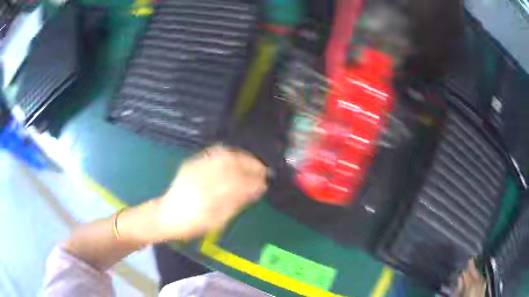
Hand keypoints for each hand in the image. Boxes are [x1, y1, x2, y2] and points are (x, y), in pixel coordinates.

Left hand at [153, 145, 266, 241]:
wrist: (166, 215)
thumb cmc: (193, 224)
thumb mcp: (217, 221)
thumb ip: (237, 203)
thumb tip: (256, 190)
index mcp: (209, 197)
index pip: (238, 183)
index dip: (254, 181)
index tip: (265, 183)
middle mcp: (202, 177)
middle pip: (232, 164)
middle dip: (252, 165)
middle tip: (263, 170)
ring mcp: (195, 167)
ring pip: (224, 155)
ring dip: (242, 157)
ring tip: (253, 163)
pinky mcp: (191, 163)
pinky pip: (213, 153)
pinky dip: (229, 153)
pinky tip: (237, 157)